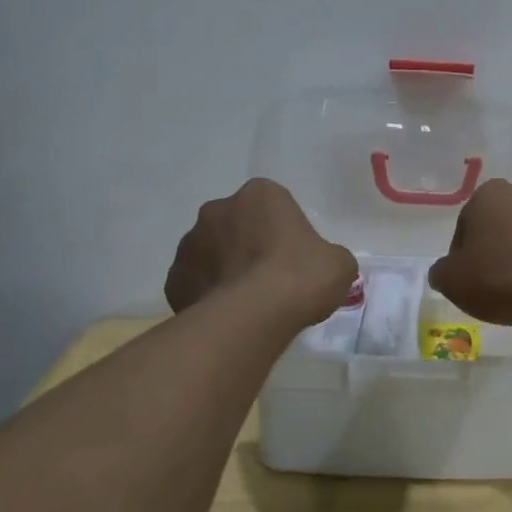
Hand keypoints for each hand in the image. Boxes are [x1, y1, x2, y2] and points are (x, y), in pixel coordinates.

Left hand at [165, 179, 357, 327]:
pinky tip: (227, 316)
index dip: (286, 232)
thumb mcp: (339, 263)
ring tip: (249, 303)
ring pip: (212, 253)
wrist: (252, 317)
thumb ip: (327, 256)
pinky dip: (208, 296)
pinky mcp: (173, 279)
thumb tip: (318, 266)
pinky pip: (195, 284)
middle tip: (272, 279)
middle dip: (250, 246)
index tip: (296, 258)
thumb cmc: (301, 278)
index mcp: (261, 194)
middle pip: (238, 225)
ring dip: (226, 269)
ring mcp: (189, 244)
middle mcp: (218, 209)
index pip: (274, 206)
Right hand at [428, 180, 511, 325]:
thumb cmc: (499, 276)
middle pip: (497, 231)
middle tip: (488, 289)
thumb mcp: (451, 280)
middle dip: (491, 256)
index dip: (460, 258)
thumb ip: (441, 272)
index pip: (464, 227)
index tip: (466, 281)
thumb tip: (446, 272)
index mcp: (489, 195)